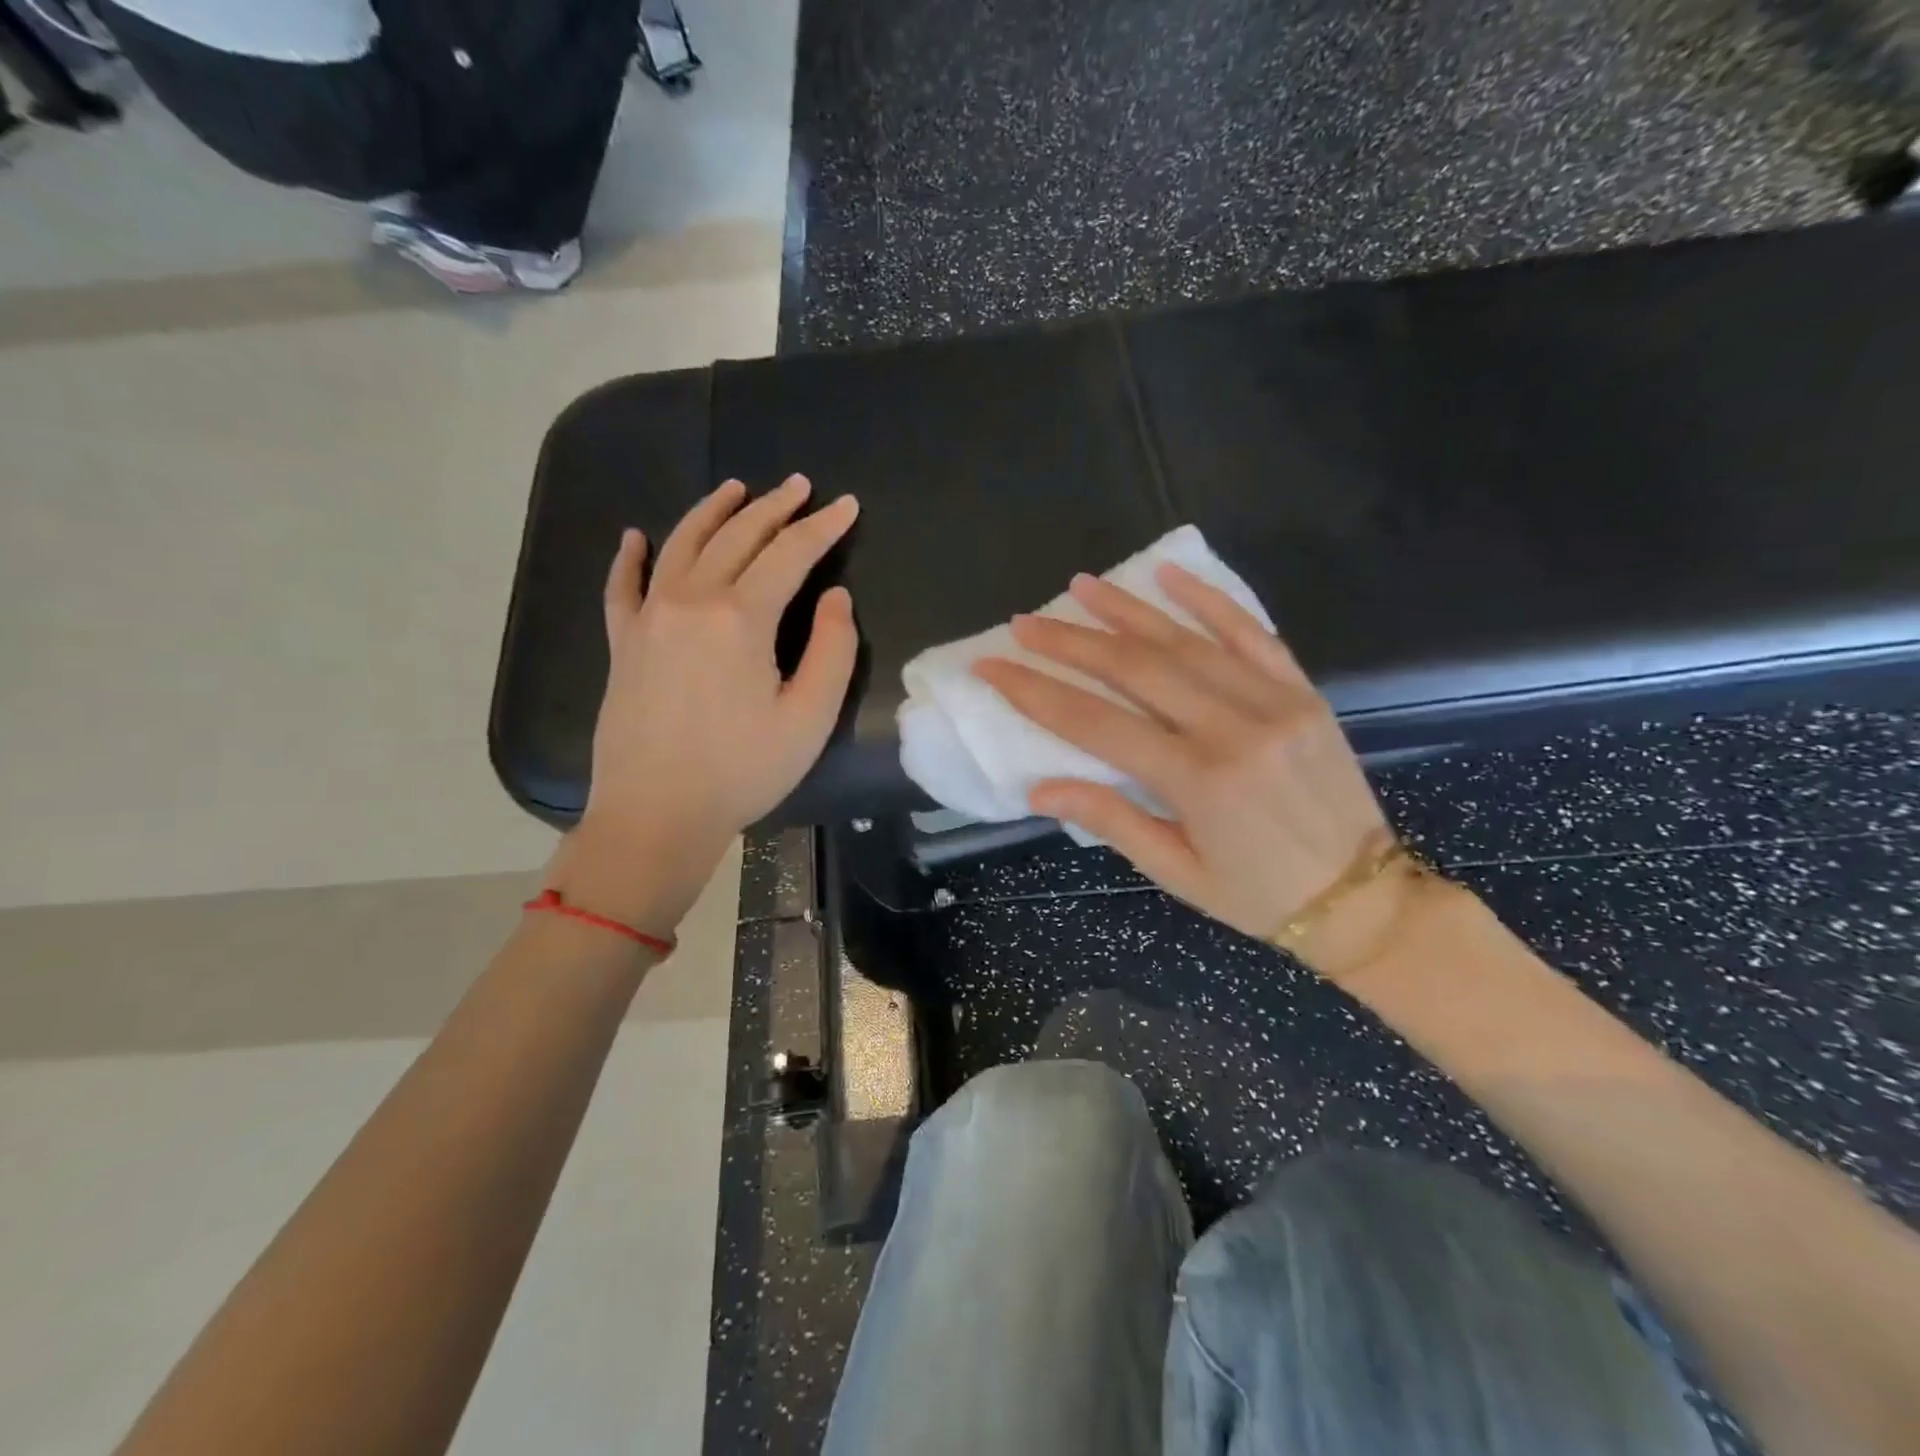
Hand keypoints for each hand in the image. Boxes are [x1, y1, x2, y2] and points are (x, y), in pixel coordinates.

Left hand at [551, 476, 859, 936]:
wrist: (655, 814)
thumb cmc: (741, 771)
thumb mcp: (809, 718)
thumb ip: (832, 650)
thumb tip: (834, 597)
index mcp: (741, 618)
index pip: (790, 554)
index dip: (822, 527)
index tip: (846, 505)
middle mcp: (691, 600)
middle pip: (737, 537)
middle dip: (774, 507)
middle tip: (799, 485)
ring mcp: (649, 617)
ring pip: (682, 544)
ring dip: (713, 512)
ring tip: (736, 489)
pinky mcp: (623, 642)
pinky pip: (623, 585)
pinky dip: (631, 556)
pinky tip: (636, 537)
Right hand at [973, 564, 1393, 976]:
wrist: (1363, 897)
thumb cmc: (1259, 896)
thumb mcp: (1177, 873)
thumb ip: (1112, 820)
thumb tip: (1039, 787)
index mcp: (1198, 781)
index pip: (1096, 723)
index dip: (1037, 693)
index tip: (994, 666)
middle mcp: (1233, 729)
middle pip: (1135, 669)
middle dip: (1072, 643)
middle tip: (1026, 623)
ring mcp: (1274, 703)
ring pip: (1187, 641)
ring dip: (1127, 610)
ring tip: (1081, 587)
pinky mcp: (1302, 693)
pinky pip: (1252, 634)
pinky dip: (1209, 600)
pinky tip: (1170, 574)